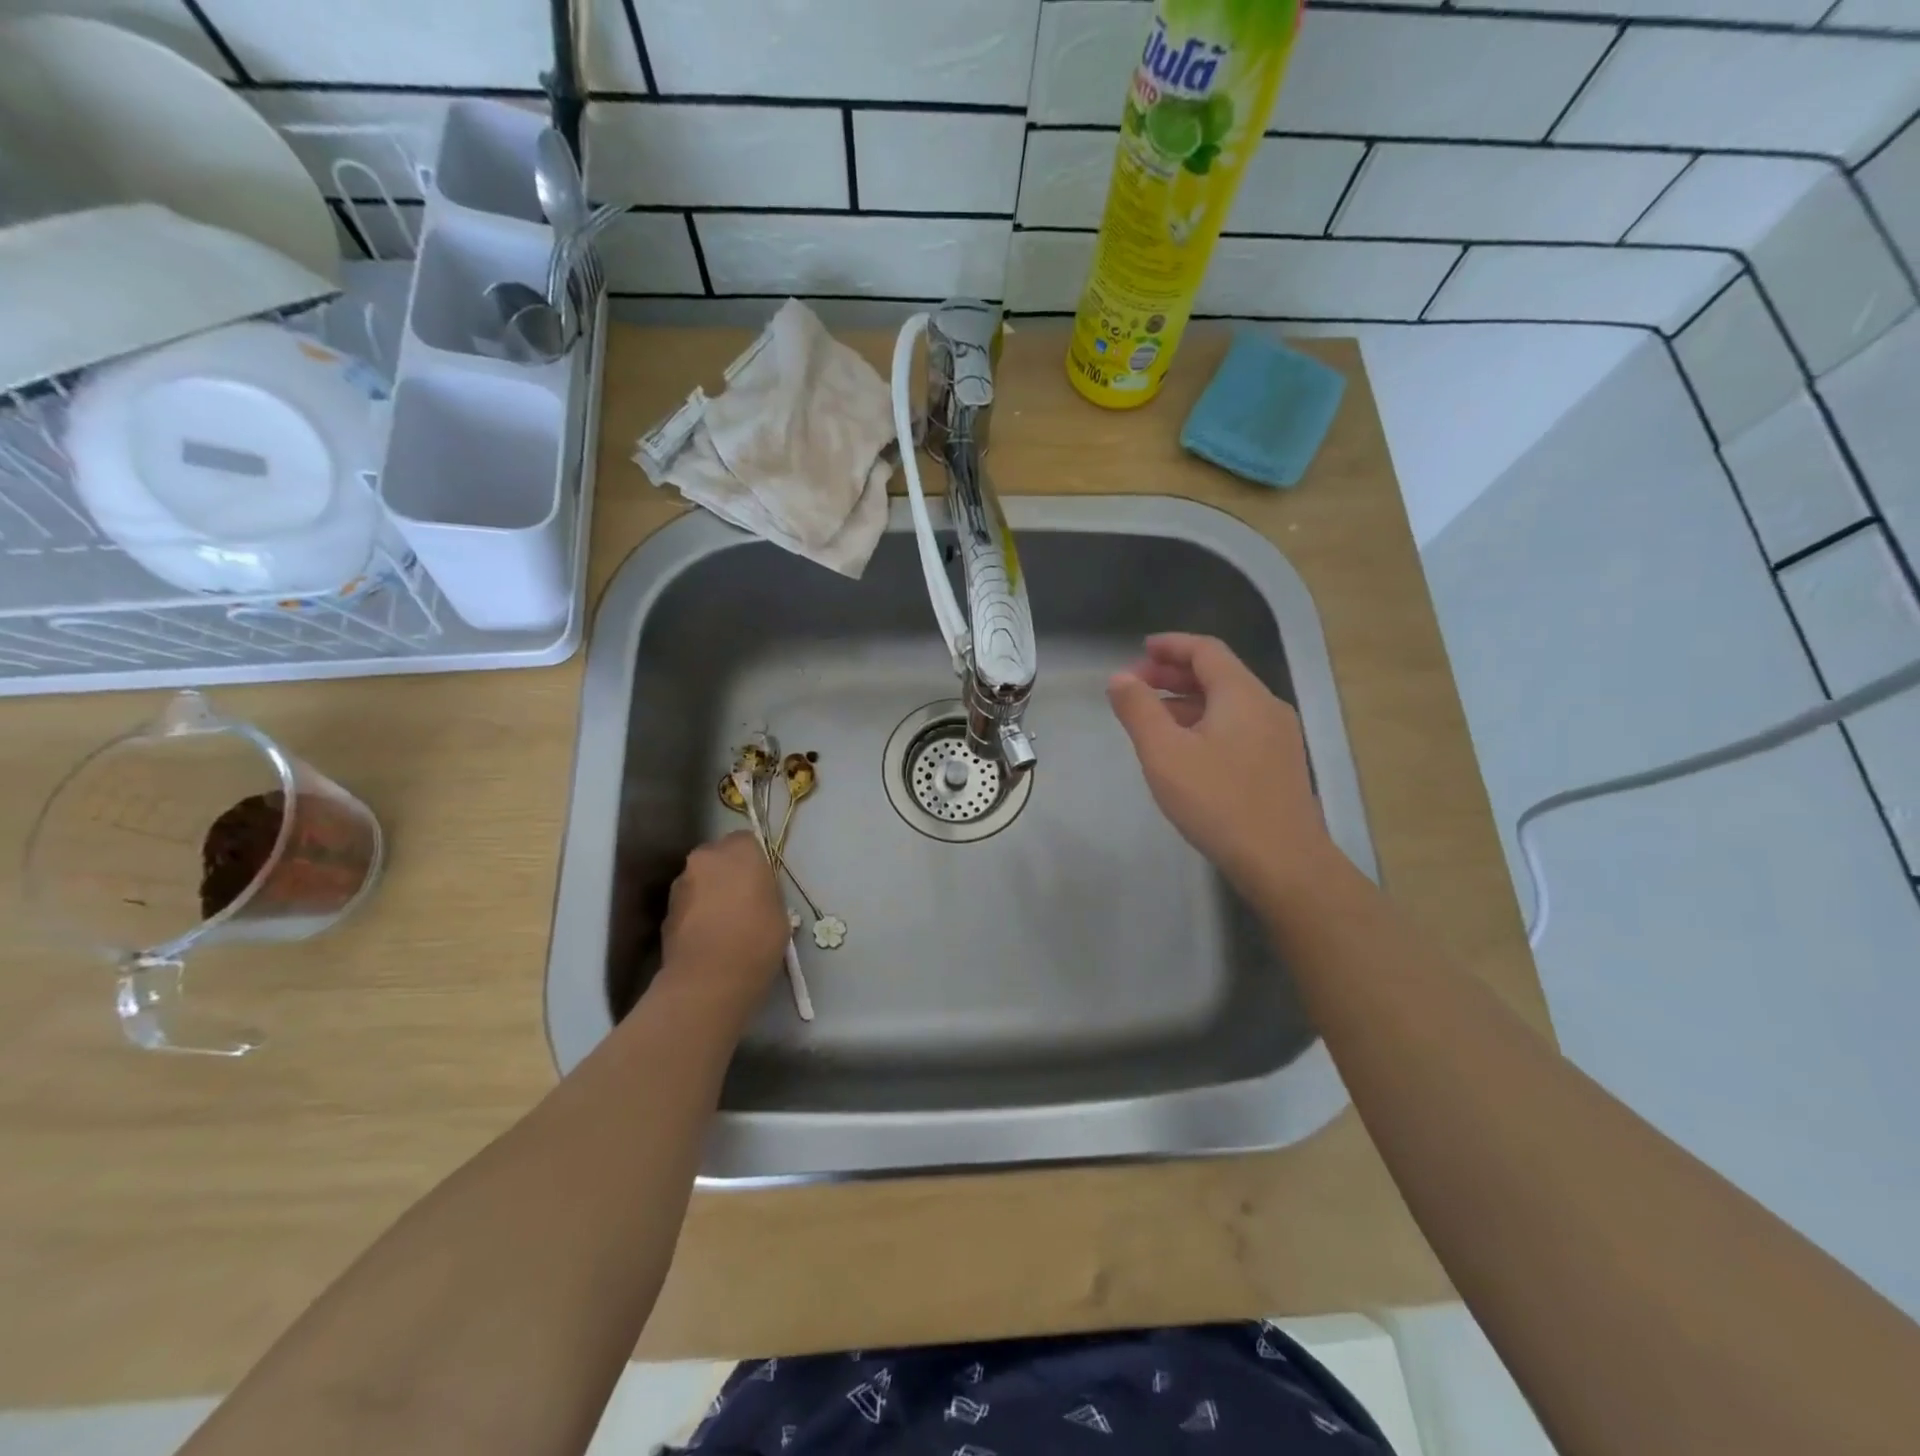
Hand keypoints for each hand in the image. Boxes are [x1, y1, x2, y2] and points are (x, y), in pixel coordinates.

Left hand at [656, 832, 789, 1024]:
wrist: (709, 979)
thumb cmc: (757, 939)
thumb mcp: (780, 910)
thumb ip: (765, 891)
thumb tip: (755, 893)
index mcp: (738, 851)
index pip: (747, 840)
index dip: (755, 860)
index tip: (762, 882)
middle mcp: (705, 858)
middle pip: (718, 857)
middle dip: (728, 873)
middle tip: (743, 900)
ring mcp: (680, 884)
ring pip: (700, 880)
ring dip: (710, 893)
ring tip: (724, 923)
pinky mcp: (665, 911)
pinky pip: (687, 904)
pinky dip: (696, 913)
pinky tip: (708, 937)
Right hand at [1107, 633, 1336, 902]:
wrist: (1283, 862)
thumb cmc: (1218, 802)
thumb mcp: (1165, 753)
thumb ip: (1139, 710)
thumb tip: (1120, 678)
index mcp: (1242, 695)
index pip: (1206, 650)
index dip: (1171, 645)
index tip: (1140, 650)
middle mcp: (1266, 706)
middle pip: (1218, 674)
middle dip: (1174, 674)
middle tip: (1137, 685)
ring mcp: (1278, 737)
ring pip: (1228, 703)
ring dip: (1188, 701)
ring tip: (1152, 718)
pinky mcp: (1279, 765)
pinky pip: (1237, 727)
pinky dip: (1206, 724)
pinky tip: (1185, 750)